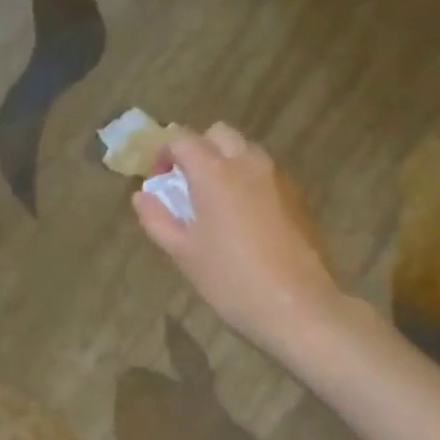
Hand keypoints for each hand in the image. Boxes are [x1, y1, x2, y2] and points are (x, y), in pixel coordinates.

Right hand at [134, 124, 344, 354]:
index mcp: (214, 173)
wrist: (296, 304)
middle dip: (198, 149)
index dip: (165, 153)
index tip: (158, 179)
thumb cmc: (229, 279)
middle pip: (219, 134)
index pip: (182, 140)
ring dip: (226, 162)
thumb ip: (157, 219)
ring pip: (246, 150)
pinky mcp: (297, 196)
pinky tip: (244, 218)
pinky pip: (266, 173)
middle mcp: (248, 163)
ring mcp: (278, 177)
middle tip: (186, 184)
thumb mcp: (183, 253)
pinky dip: (248, 180)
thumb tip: (141, 196)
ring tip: (215, 201)